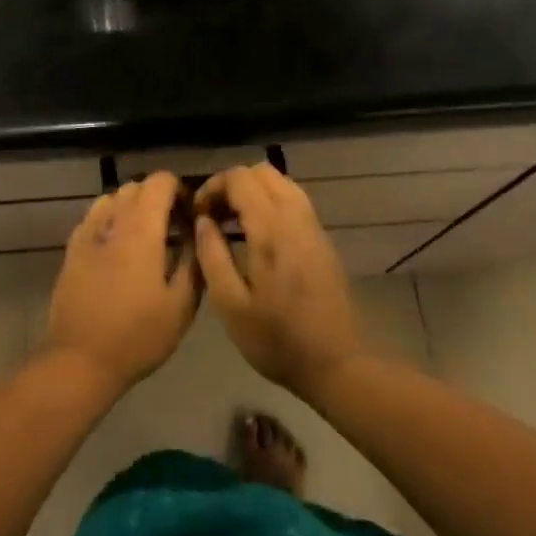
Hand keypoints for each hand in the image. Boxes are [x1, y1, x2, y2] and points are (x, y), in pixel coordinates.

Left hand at [46, 172, 199, 393]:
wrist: (80, 359)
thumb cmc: (138, 335)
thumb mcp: (181, 306)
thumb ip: (193, 262)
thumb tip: (198, 233)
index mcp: (141, 230)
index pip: (159, 182)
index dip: (178, 189)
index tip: (190, 214)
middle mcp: (112, 221)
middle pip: (135, 187)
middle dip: (157, 197)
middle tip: (173, 226)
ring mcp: (87, 233)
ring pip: (112, 198)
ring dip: (132, 206)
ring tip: (145, 235)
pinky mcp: (71, 249)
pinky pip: (94, 217)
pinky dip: (111, 219)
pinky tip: (118, 248)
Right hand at [193, 164, 365, 398]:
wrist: (338, 364)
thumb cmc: (277, 340)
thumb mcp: (230, 305)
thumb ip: (212, 255)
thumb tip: (203, 221)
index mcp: (271, 230)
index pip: (240, 178)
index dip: (213, 186)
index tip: (198, 214)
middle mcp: (296, 218)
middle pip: (262, 172)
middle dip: (232, 184)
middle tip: (213, 215)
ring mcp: (314, 227)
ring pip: (281, 183)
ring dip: (253, 192)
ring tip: (232, 224)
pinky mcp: (323, 240)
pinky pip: (294, 201)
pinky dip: (270, 203)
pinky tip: (256, 236)